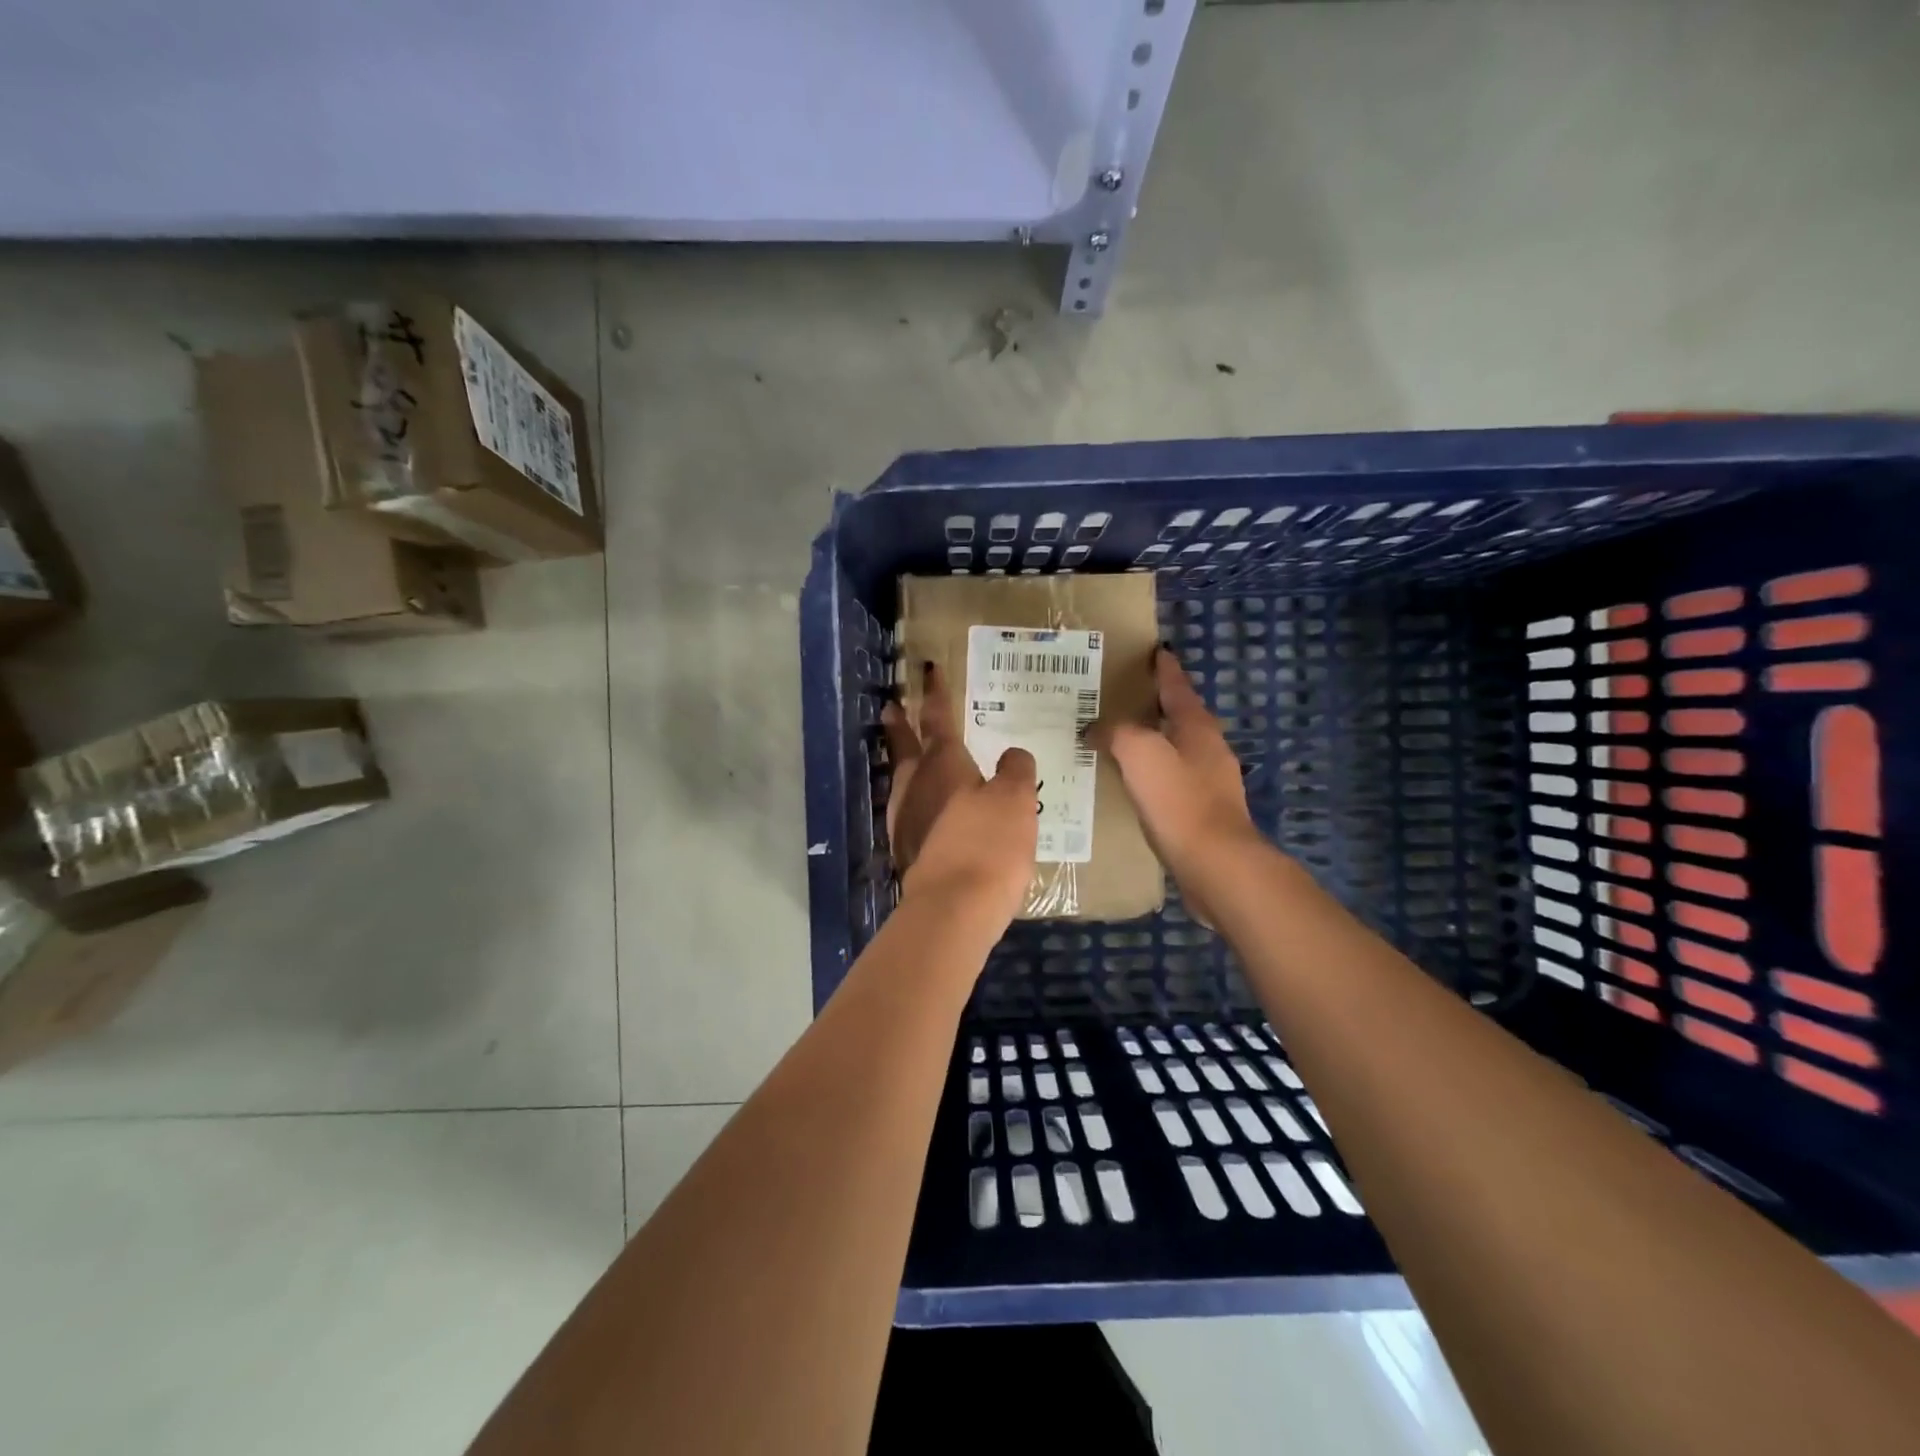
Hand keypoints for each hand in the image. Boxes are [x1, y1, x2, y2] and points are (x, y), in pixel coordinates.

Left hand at [882, 664, 1038, 926]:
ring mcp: (906, 819)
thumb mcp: (1015, 799)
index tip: (927, 670)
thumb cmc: (988, 843)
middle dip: (901, 724)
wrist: (954, 907)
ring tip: (906, 755)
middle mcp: (917, 785)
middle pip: (905, 746)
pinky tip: (923, 810)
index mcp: (943, 764)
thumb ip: (1015, 770)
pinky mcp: (907, 850)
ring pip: (902, 779)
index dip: (936, 694)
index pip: (938, 719)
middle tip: (891, 706)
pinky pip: (909, 811)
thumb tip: (1012, 754)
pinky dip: (914, 800)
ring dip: (902, 761)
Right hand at [1096, 646, 1261, 919]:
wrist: (1216, 864)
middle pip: (1181, 716)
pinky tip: (1134, 786)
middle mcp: (1209, 749)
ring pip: (1177, 750)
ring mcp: (1211, 782)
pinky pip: (1173, 781)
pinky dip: (1153, 774)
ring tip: (1121, 742)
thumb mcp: (1139, 752)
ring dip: (1153, 741)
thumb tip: (1096, 729)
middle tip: (1122, 700)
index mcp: (1197, 726)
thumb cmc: (1179, 800)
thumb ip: (1116, 732)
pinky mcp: (1204, 812)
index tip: (1155, 652)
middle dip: (1156, 705)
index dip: (1164, 669)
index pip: (1177, 686)